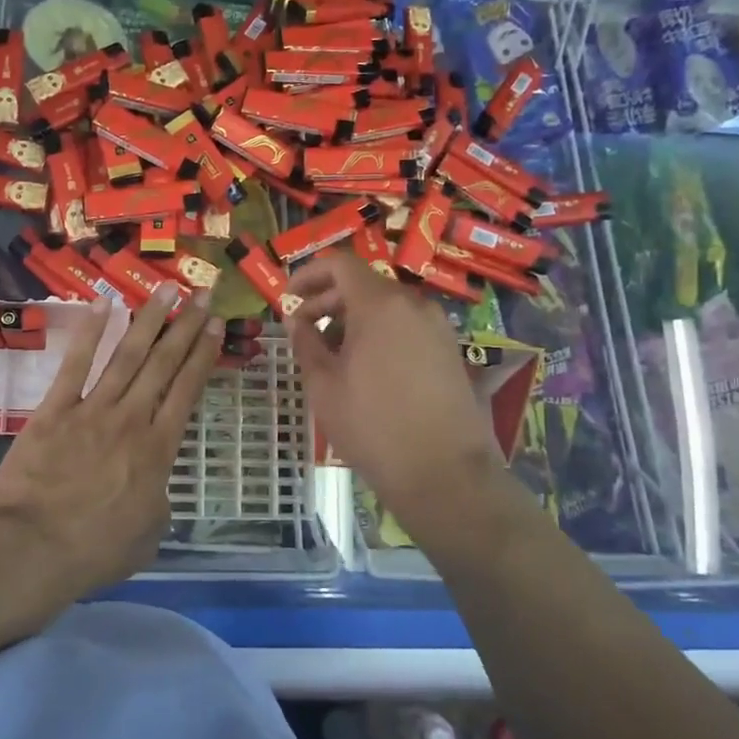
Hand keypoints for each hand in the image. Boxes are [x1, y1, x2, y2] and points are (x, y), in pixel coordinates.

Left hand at [0, 284, 223, 596]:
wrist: (33, 550)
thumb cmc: (95, 550)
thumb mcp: (148, 534)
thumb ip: (158, 500)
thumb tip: (155, 484)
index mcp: (158, 450)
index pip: (187, 390)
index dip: (203, 354)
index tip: (215, 326)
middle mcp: (131, 419)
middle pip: (163, 364)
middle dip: (185, 325)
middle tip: (202, 294)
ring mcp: (91, 410)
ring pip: (126, 355)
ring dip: (149, 319)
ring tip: (166, 289)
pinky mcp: (54, 410)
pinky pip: (75, 364)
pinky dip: (90, 332)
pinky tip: (104, 304)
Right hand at [286, 254, 502, 524]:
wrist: (444, 473)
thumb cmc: (373, 426)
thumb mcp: (324, 385)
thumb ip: (306, 343)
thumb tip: (296, 320)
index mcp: (380, 304)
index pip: (340, 264)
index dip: (308, 274)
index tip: (288, 297)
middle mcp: (413, 304)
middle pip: (364, 284)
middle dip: (328, 299)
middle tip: (302, 327)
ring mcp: (437, 327)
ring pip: (387, 306)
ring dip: (353, 318)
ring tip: (330, 352)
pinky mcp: (450, 350)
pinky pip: (406, 326)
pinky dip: (379, 332)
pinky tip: (364, 366)